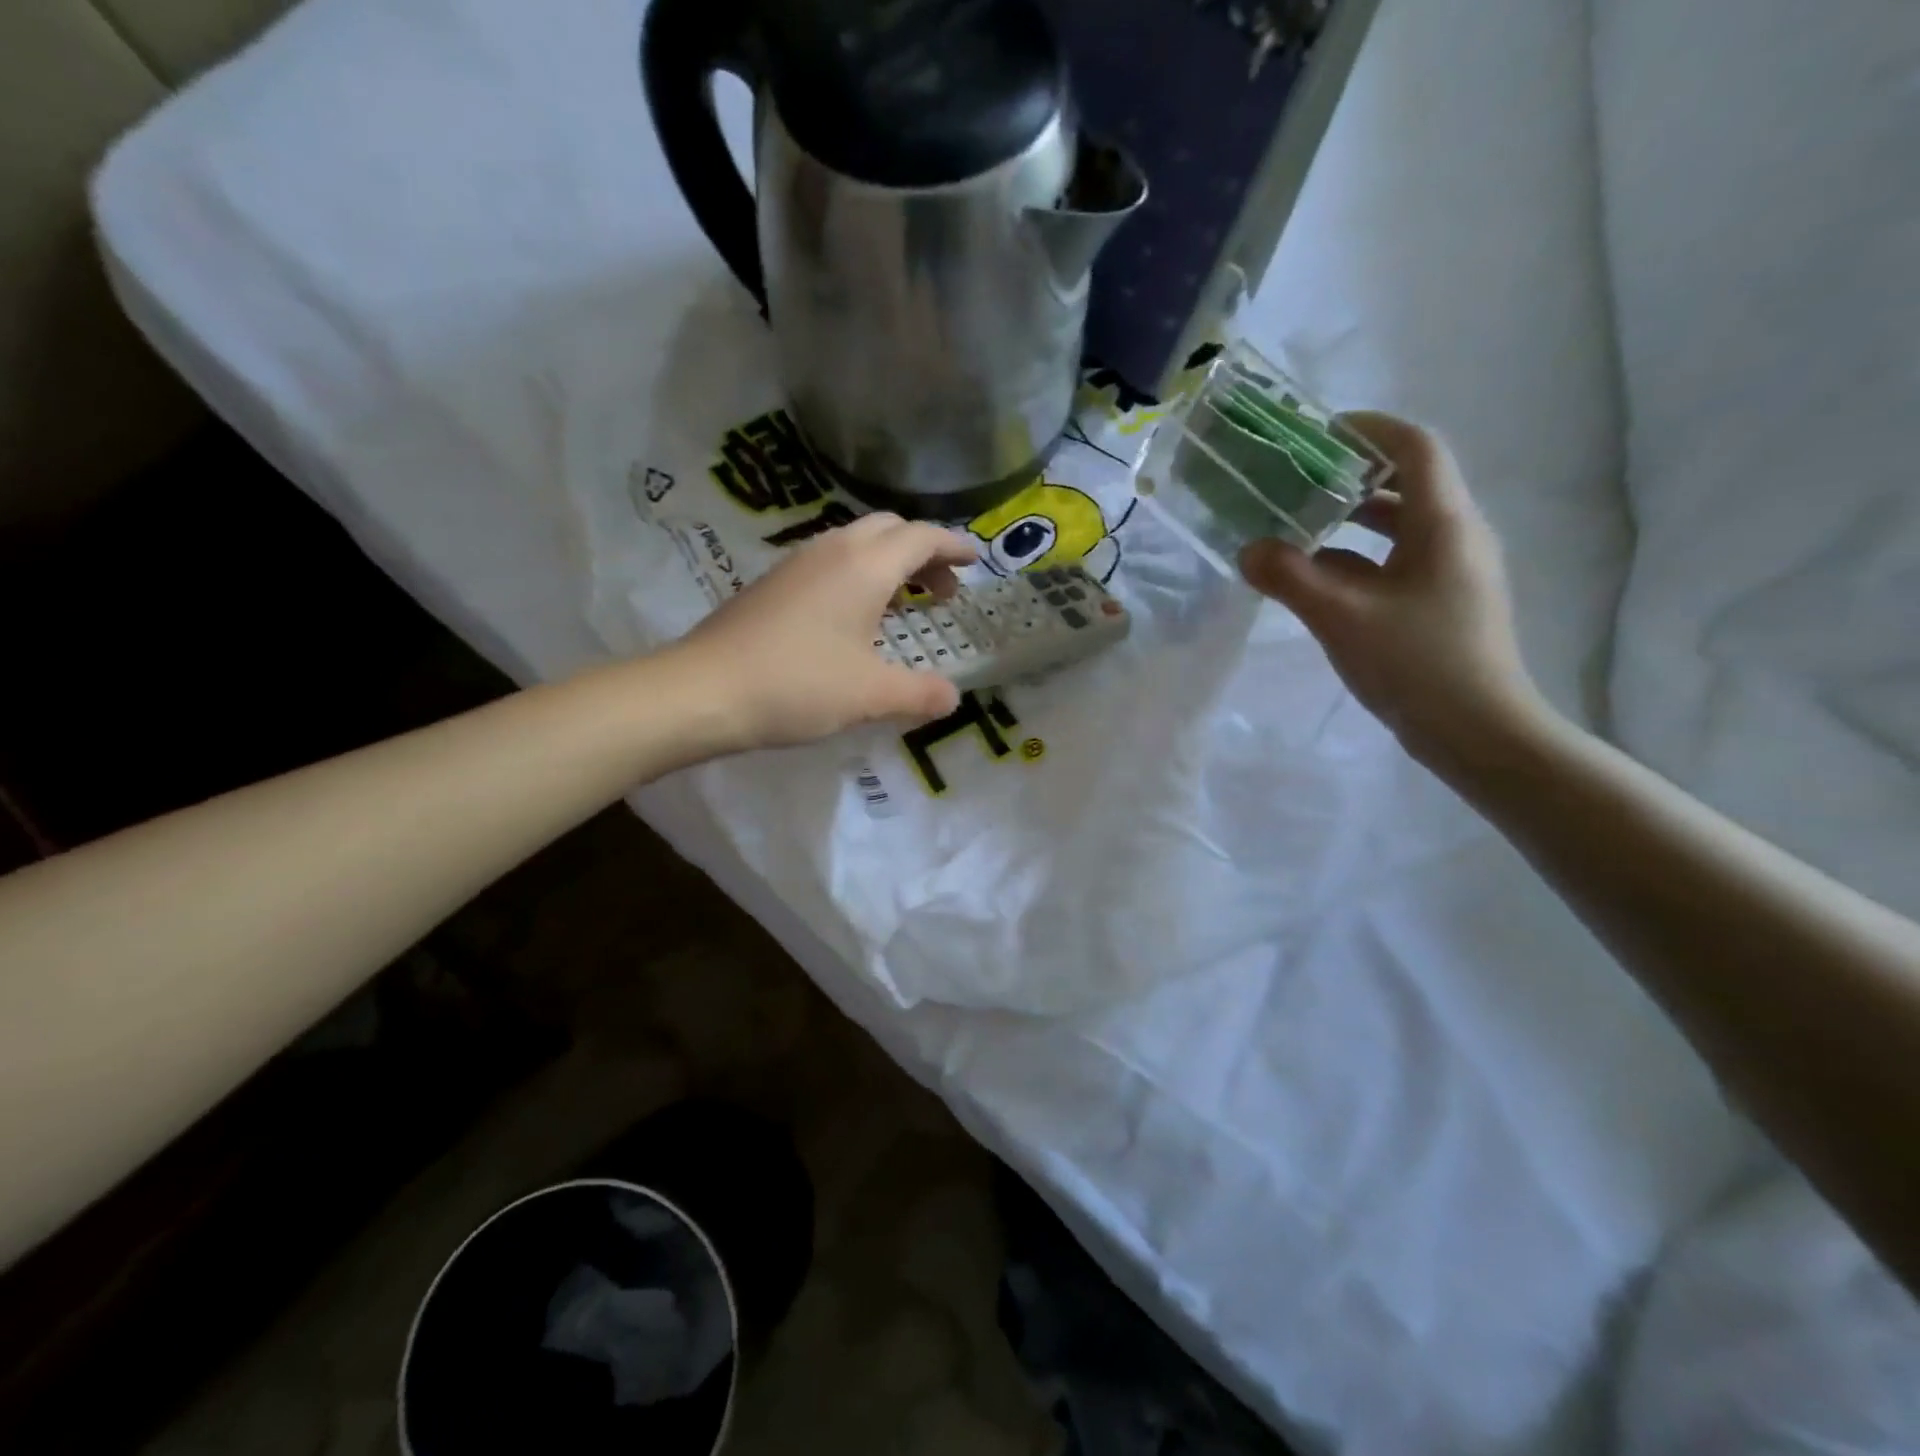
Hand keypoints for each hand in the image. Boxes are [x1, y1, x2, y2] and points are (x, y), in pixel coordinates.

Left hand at [669, 512, 977, 751]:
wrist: (703, 690)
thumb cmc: (798, 685)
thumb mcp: (871, 695)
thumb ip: (920, 694)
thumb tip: (952, 697)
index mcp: (864, 566)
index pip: (921, 538)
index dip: (953, 546)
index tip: (975, 561)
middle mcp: (832, 551)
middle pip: (889, 530)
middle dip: (923, 553)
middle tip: (942, 591)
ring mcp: (796, 564)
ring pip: (856, 544)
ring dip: (888, 564)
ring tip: (904, 605)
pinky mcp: (772, 584)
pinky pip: (830, 563)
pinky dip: (858, 577)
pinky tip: (853, 619)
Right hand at [1238, 411, 1548, 764]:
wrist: (1478, 733)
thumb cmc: (1416, 663)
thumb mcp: (1342, 617)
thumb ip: (1290, 578)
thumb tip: (1248, 550)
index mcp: (1443, 523)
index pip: (1414, 448)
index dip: (1369, 429)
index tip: (1317, 434)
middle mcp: (1456, 536)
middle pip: (1405, 484)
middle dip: (1347, 477)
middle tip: (1293, 483)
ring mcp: (1452, 572)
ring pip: (1398, 527)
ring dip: (1349, 521)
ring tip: (1296, 528)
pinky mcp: (1442, 603)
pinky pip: (1396, 562)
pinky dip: (1357, 558)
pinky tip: (1318, 579)